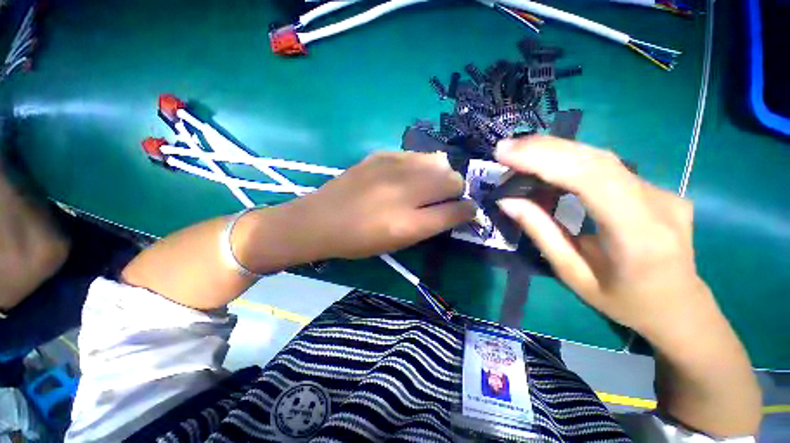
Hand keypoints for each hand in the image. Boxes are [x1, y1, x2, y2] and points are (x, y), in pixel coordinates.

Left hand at [286, 151, 475, 259]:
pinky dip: (420, 165)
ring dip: (440, 175)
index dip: (468, 211)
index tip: (469, 210)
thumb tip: (454, 210)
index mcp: (408, 224)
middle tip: (446, 197)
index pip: (456, 211)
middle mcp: (404, 192)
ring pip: (438, 162)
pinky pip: (416, 155)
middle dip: (457, 190)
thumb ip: (429, 226)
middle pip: (452, 180)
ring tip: (427, 184)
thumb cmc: (358, 241)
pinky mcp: (381, 155)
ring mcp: (392, 168)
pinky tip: (408, 175)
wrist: (320, 219)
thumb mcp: (397, 244)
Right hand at [493, 136, 711, 339]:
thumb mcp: (573, 274)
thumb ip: (541, 233)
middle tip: (505, 148)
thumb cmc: (624, 301)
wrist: (679, 307)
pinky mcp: (655, 188)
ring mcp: (662, 191)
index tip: (506, 154)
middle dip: (544, 149)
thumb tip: (508, 202)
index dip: (546, 160)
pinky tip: (547, 163)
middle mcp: (657, 203)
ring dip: (555, 151)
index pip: (592, 179)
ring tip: (518, 152)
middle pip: (597, 160)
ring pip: (601, 158)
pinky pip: (607, 167)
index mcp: (638, 235)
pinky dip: (570, 160)